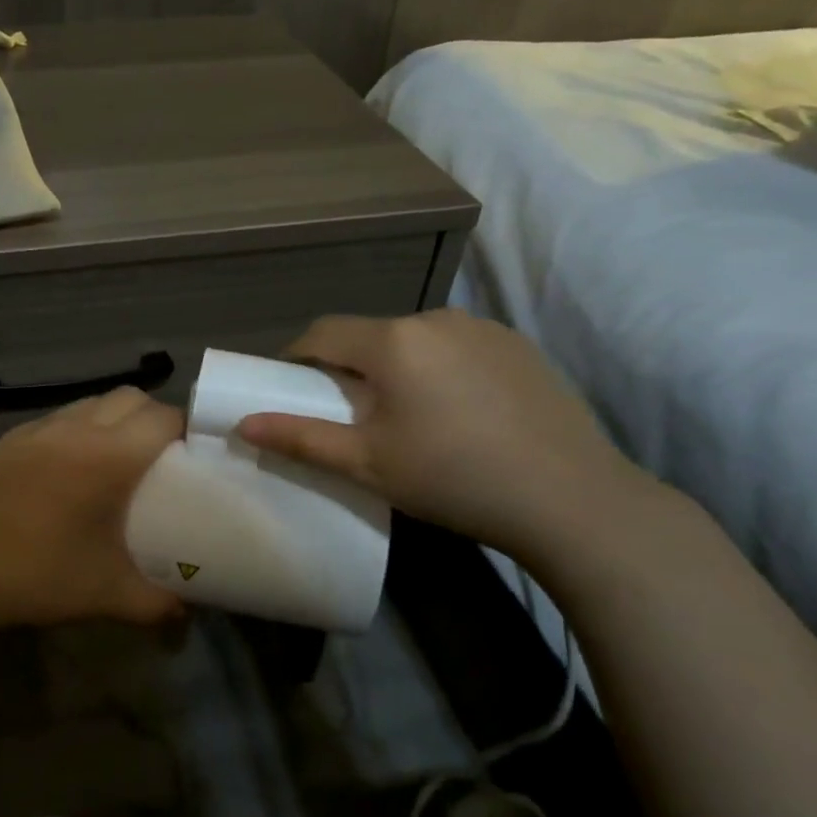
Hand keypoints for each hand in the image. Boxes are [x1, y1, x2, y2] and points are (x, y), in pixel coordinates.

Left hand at [0, 386, 184, 644]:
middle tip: (160, 458)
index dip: (186, 430)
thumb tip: (188, 611)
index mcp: (107, 457)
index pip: (162, 417)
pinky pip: (56, 418)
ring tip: (116, 460)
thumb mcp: (105, 595)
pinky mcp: (6, 441)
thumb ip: (158, 603)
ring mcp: (35, 431)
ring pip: (91, 401)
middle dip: (153, 418)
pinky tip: (68, 469)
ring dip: (114, 419)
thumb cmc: (34, 577)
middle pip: (129, 397)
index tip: (194, 458)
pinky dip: (77, 428)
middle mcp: (74, 429)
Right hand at [236, 310, 649, 561]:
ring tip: (409, 417)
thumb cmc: (453, 478)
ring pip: (415, 341)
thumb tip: (244, 425)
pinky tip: (459, 413)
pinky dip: (439, 369)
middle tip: (352, 416)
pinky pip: (457, 347)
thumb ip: (301, 438)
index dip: (297, 358)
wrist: (572, 498)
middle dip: (350, 368)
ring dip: (397, 367)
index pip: (323, 333)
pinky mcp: (518, 346)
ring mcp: (483, 328)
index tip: (291, 389)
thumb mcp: (368, 463)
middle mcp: (435, 318)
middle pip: (370, 336)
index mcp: (393, 341)